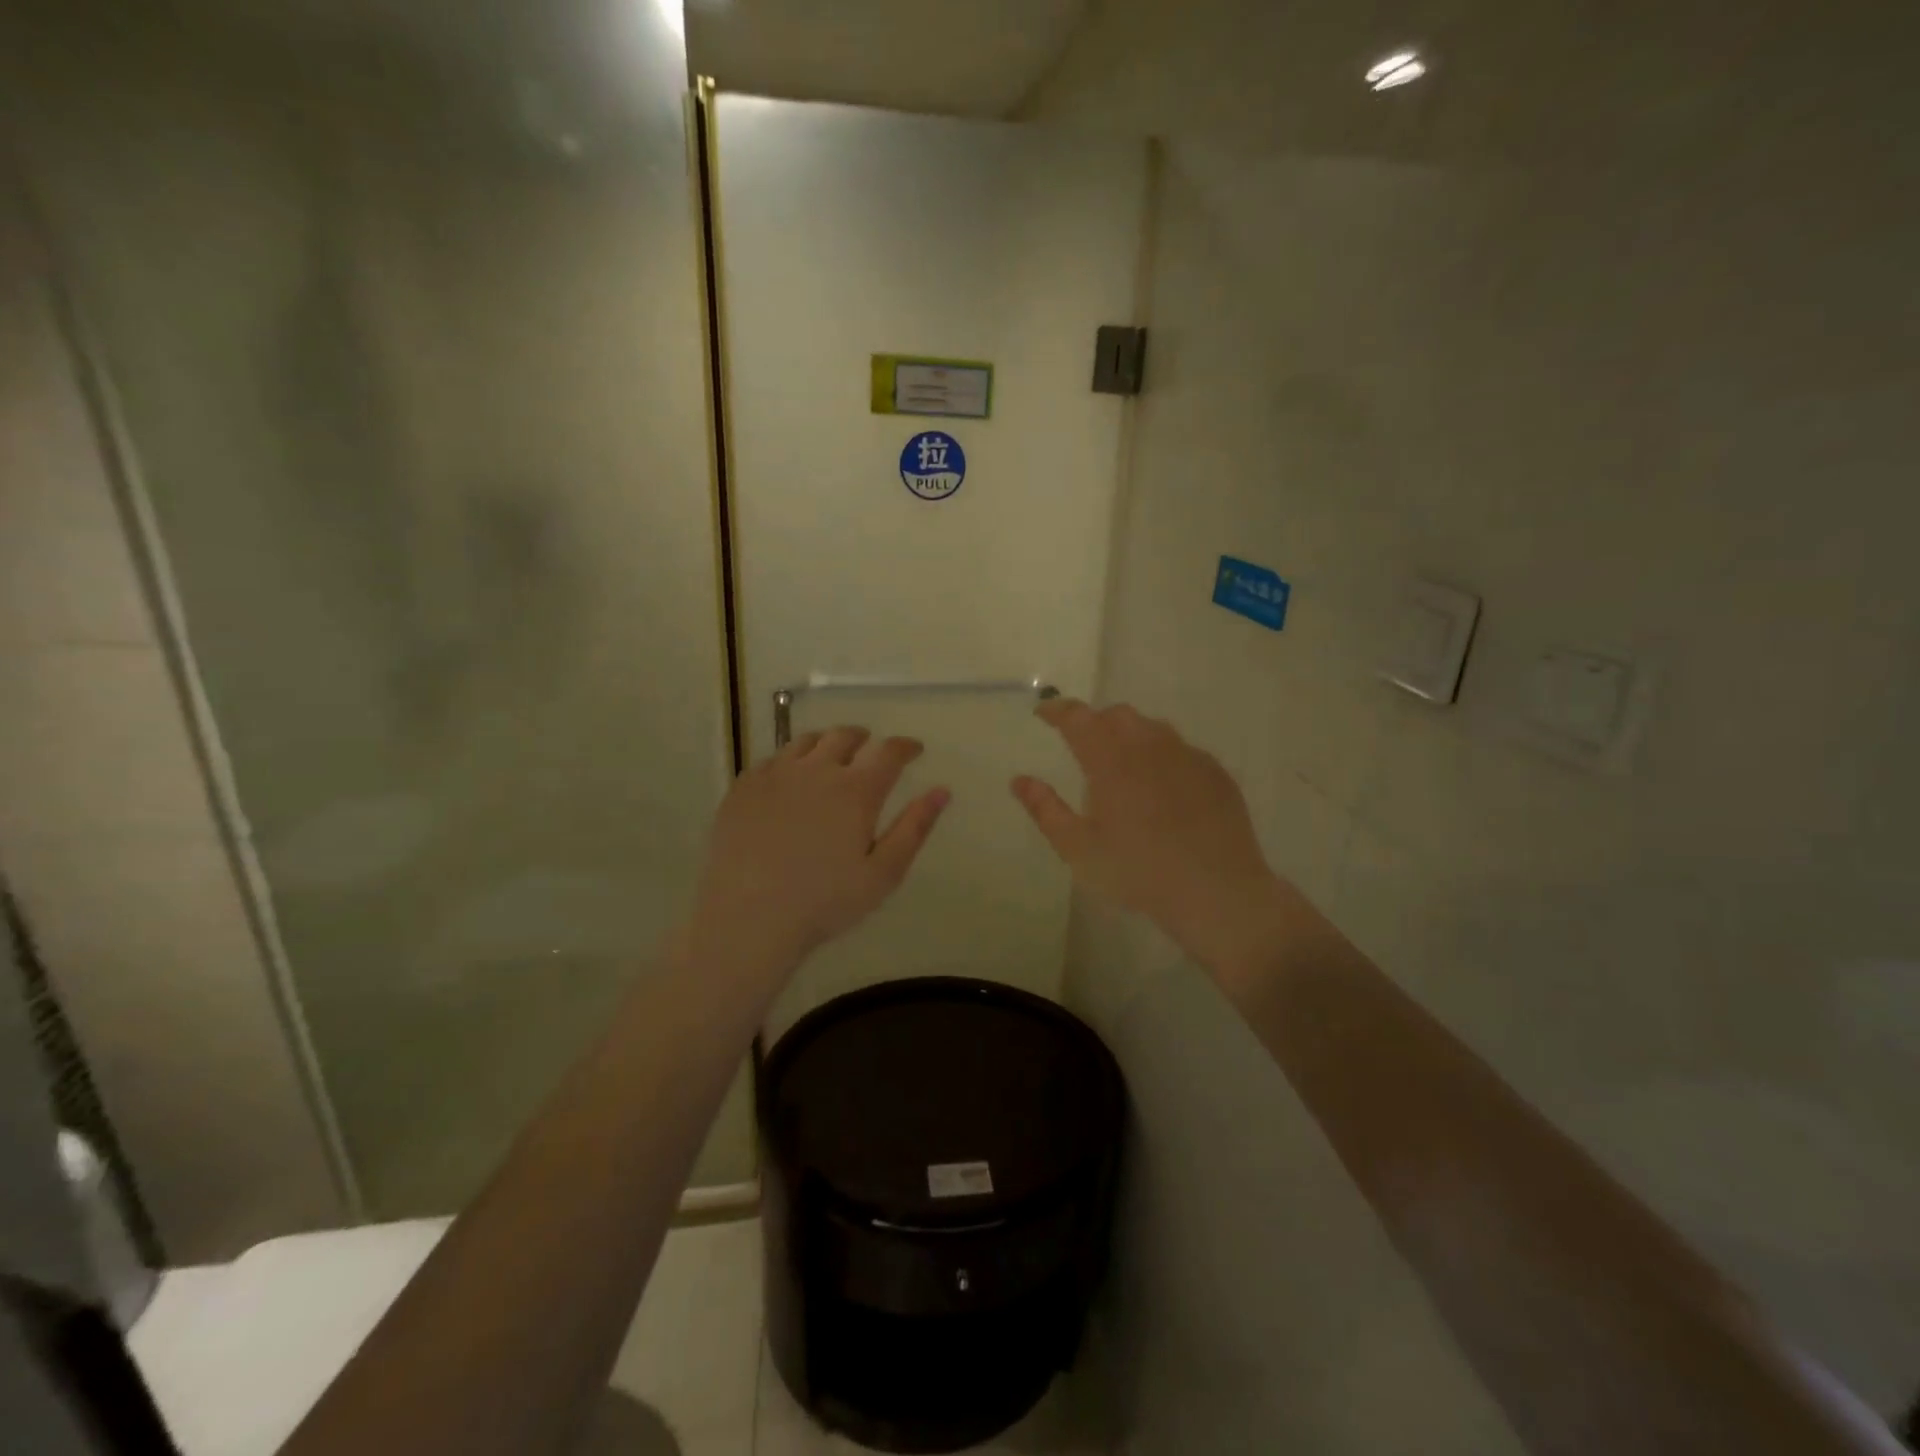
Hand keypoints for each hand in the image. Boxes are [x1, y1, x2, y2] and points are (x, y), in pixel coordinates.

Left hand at [686, 727, 949, 973]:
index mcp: (856, 790)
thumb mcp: (883, 873)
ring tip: (832, 756)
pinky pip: (773, 758)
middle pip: (845, 736)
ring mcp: (775, 775)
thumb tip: (942, 791)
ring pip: (806, 741)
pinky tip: (791, 778)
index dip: (906, 746)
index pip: (889, 751)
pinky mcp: (744, 787)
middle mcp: (817, 770)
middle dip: (865, 738)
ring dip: (828, 742)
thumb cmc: (824, 902)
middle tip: (872, 749)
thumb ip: (914, 828)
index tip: (915, 750)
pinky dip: (791, 759)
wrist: (748, 918)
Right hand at [1012, 700, 1287, 974]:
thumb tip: (1019, 781)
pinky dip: (1162, 755)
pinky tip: (1162, 786)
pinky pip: (1182, 749)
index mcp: (1111, 760)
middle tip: (1082, 744)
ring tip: (1123, 763)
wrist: (1217, 892)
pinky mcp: (1215, 772)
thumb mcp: (1079, 849)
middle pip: (1117, 715)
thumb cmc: (1138, 872)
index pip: (1078, 718)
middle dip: (1095, 721)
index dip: (1057, 710)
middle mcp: (1150, 746)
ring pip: (1153, 728)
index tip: (1043, 713)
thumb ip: (1045, 809)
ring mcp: (1188, 756)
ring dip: (1130, 734)